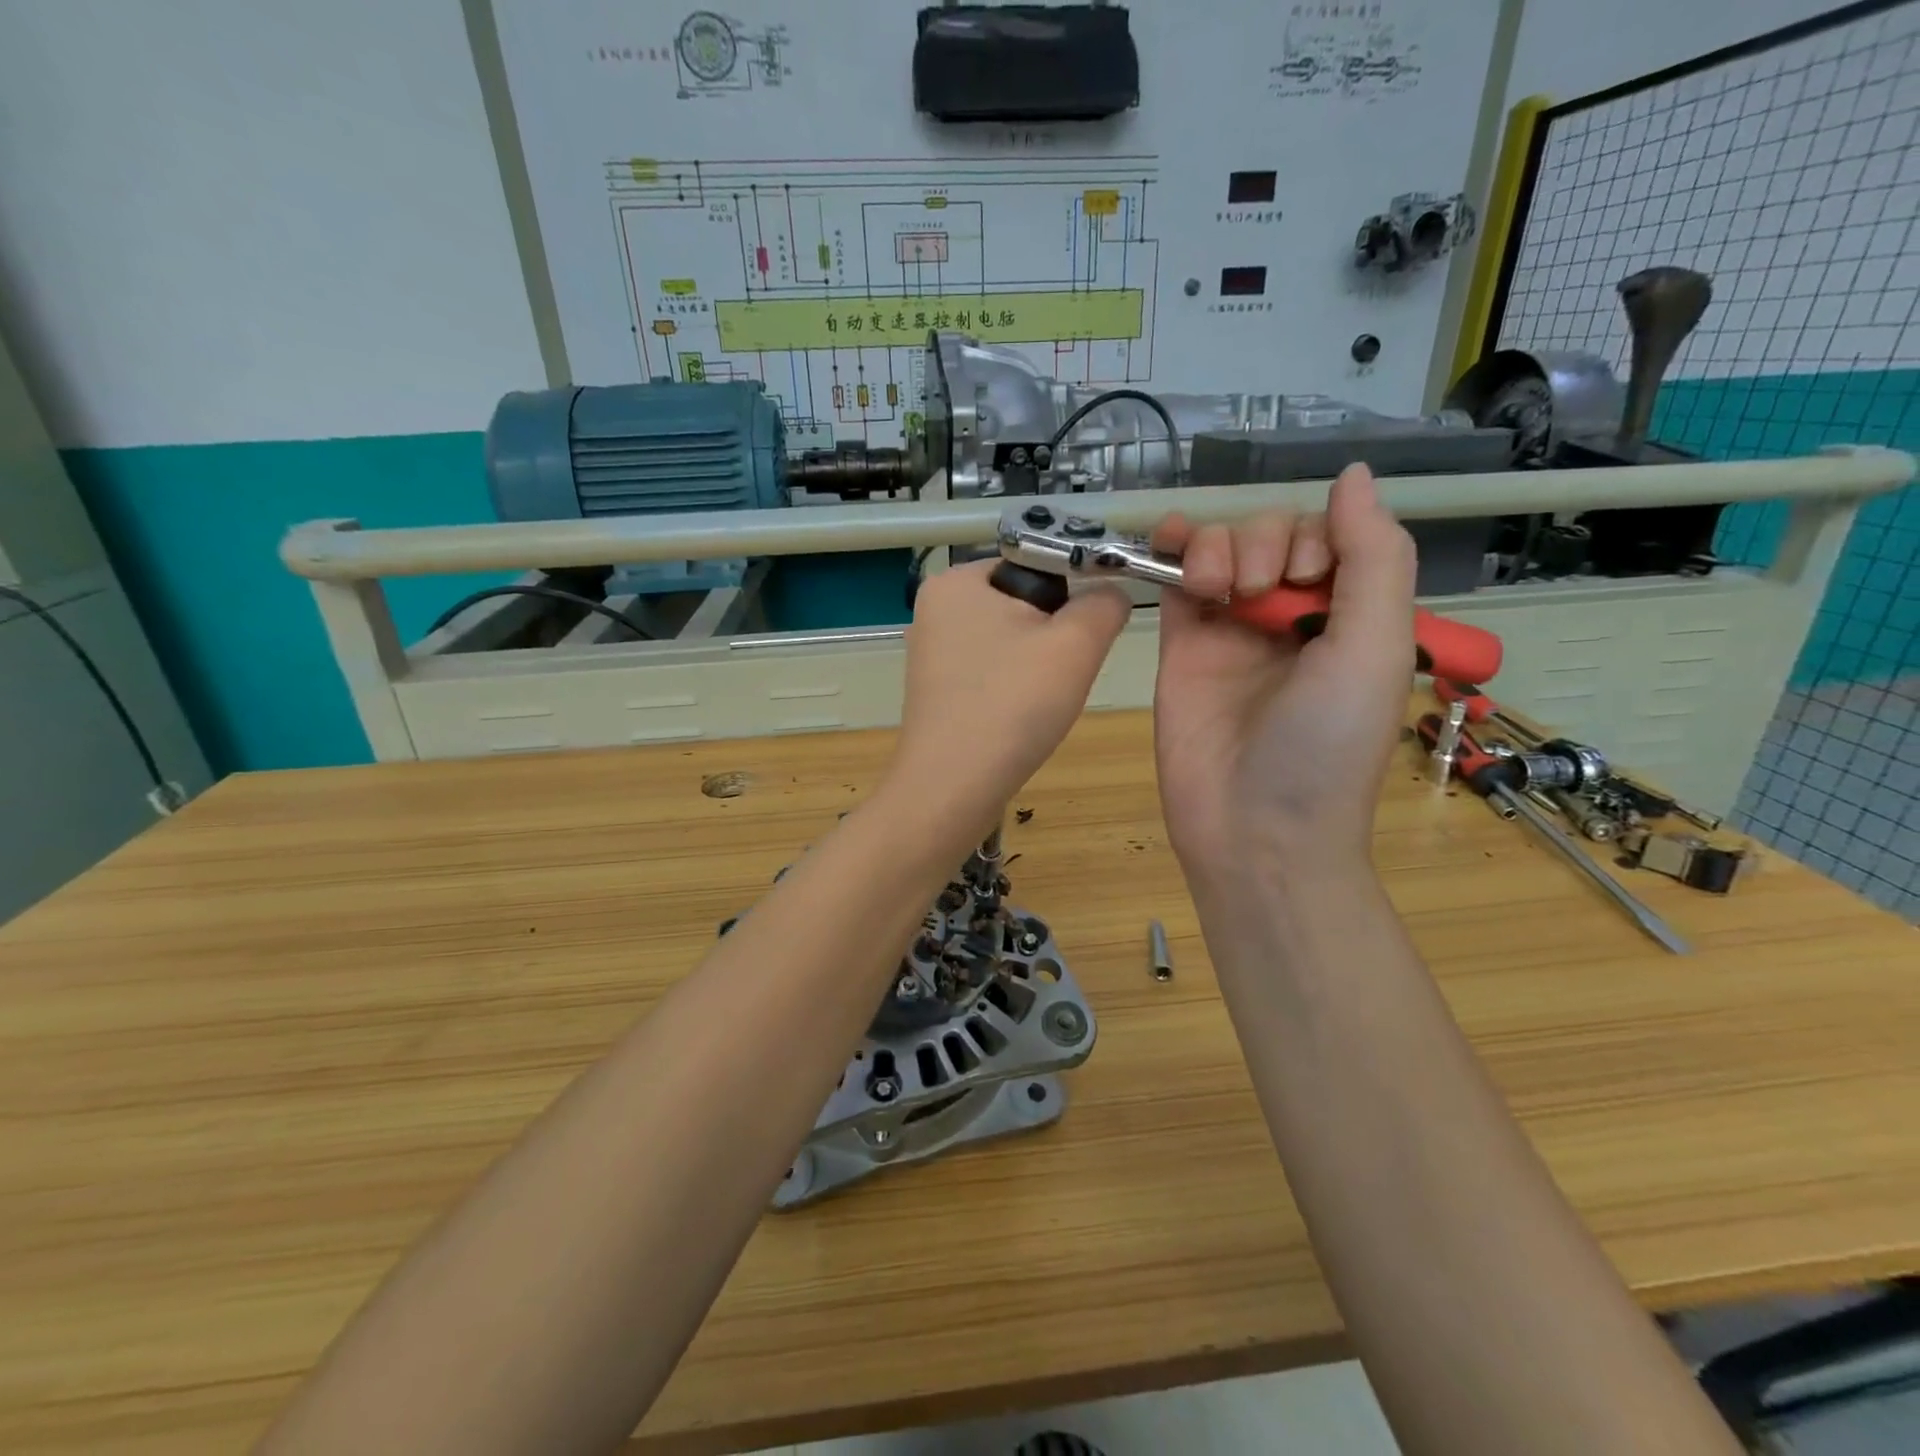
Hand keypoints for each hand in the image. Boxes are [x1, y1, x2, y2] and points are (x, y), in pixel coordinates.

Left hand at [887, 559, 1130, 838]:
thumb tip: (1111, 594)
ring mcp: (930, 653)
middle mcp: (934, 608)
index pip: (1035, 563)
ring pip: (1010, 642)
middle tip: (1059, 676)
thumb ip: (1105, 604)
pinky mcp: (936, 691)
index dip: (1071, 596)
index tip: (1081, 639)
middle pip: (1023, 604)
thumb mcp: (1076, 644)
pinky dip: (1013, 689)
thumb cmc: (1011, 705)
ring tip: (1038, 702)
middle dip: (1053, 637)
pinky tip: (1018, 717)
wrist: (952, 789)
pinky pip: (991, 673)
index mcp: (956, 580)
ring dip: (1037, 667)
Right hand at [1153, 464, 1416, 885]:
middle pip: (1272, 536)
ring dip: (1220, 546)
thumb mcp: (1373, 649)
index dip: (1316, 536)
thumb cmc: (1325, 747)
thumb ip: (1373, 558)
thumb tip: (1355, 473)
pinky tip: (1172, 545)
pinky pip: (1177, 580)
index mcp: (1349, 617)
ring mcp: (1231, 631)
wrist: (1253, 830)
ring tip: (1219, 591)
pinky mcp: (1181, 646)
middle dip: (1266, 544)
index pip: (1331, 538)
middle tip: (1259, 595)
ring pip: (1223, 549)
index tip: (1307, 579)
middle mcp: (1291, 618)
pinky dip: (1176, 550)